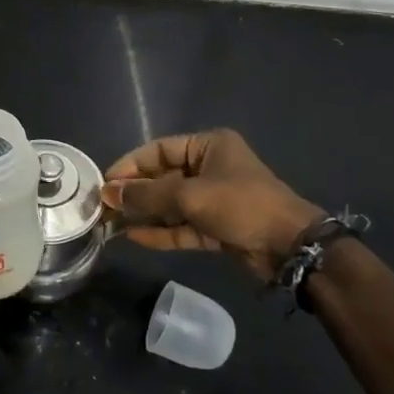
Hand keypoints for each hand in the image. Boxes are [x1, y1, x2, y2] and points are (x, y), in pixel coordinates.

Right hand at [102, 130, 322, 281]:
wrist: (289, 247)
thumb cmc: (240, 205)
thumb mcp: (190, 196)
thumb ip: (147, 196)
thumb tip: (109, 194)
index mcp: (208, 146)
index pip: (159, 150)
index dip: (130, 165)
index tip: (106, 183)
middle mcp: (209, 167)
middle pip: (162, 177)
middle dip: (135, 192)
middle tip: (104, 206)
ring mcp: (213, 198)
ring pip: (170, 203)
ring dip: (144, 213)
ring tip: (111, 223)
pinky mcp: (216, 226)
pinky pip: (181, 225)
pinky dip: (160, 231)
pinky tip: (134, 237)